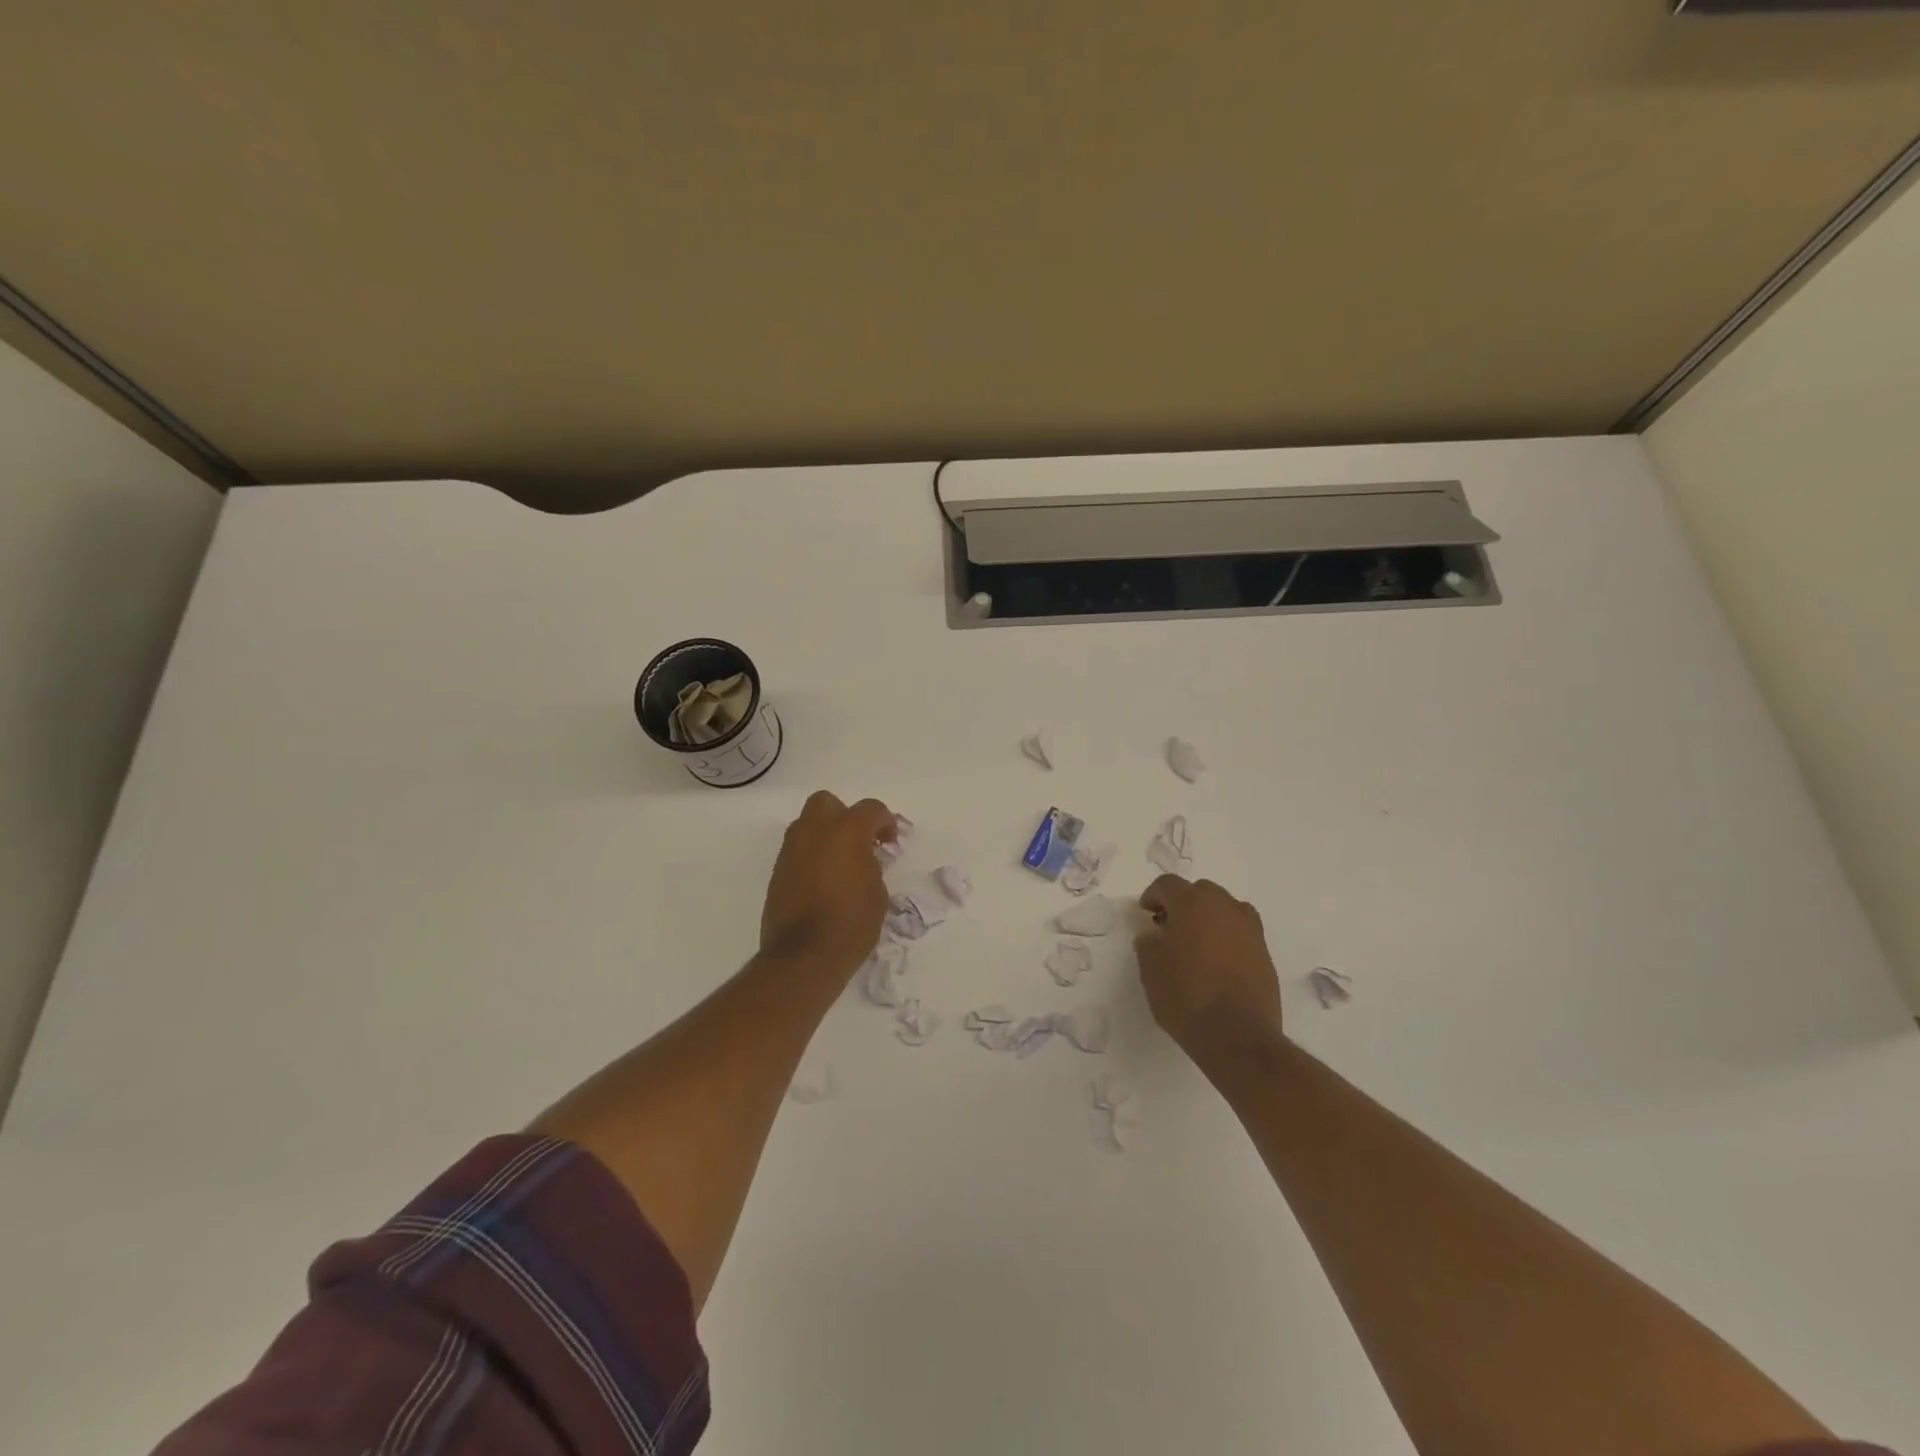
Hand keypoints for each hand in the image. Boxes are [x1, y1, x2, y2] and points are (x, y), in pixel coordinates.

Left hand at [759, 791, 898, 976]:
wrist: (803, 956)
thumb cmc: (851, 924)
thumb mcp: (877, 893)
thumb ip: (871, 865)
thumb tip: (863, 860)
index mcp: (847, 831)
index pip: (871, 809)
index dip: (885, 822)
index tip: (890, 842)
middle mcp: (815, 831)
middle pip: (828, 803)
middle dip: (844, 816)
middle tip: (859, 842)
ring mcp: (792, 849)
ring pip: (807, 824)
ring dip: (825, 835)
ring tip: (840, 862)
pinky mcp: (778, 871)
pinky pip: (797, 850)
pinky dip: (811, 856)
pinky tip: (822, 880)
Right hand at [1135, 875, 1283, 1066]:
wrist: (1237, 1037)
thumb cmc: (1185, 997)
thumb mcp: (1150, 969)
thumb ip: (1148, 942)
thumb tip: (1153, 933)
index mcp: (1192, 905)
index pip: (1168, 884)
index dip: (1153, 896)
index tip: (1146, 914)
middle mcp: (1224, 907)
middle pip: (1200, 891)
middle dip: (1182, 903)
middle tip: (1169, 927)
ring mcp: (1249, 929)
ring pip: (1225, 908)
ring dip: (1208, 916)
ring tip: (1197, 942)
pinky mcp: (1264, 952)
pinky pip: (1241, 930)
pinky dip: (1228, 935)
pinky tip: (1218, 960)